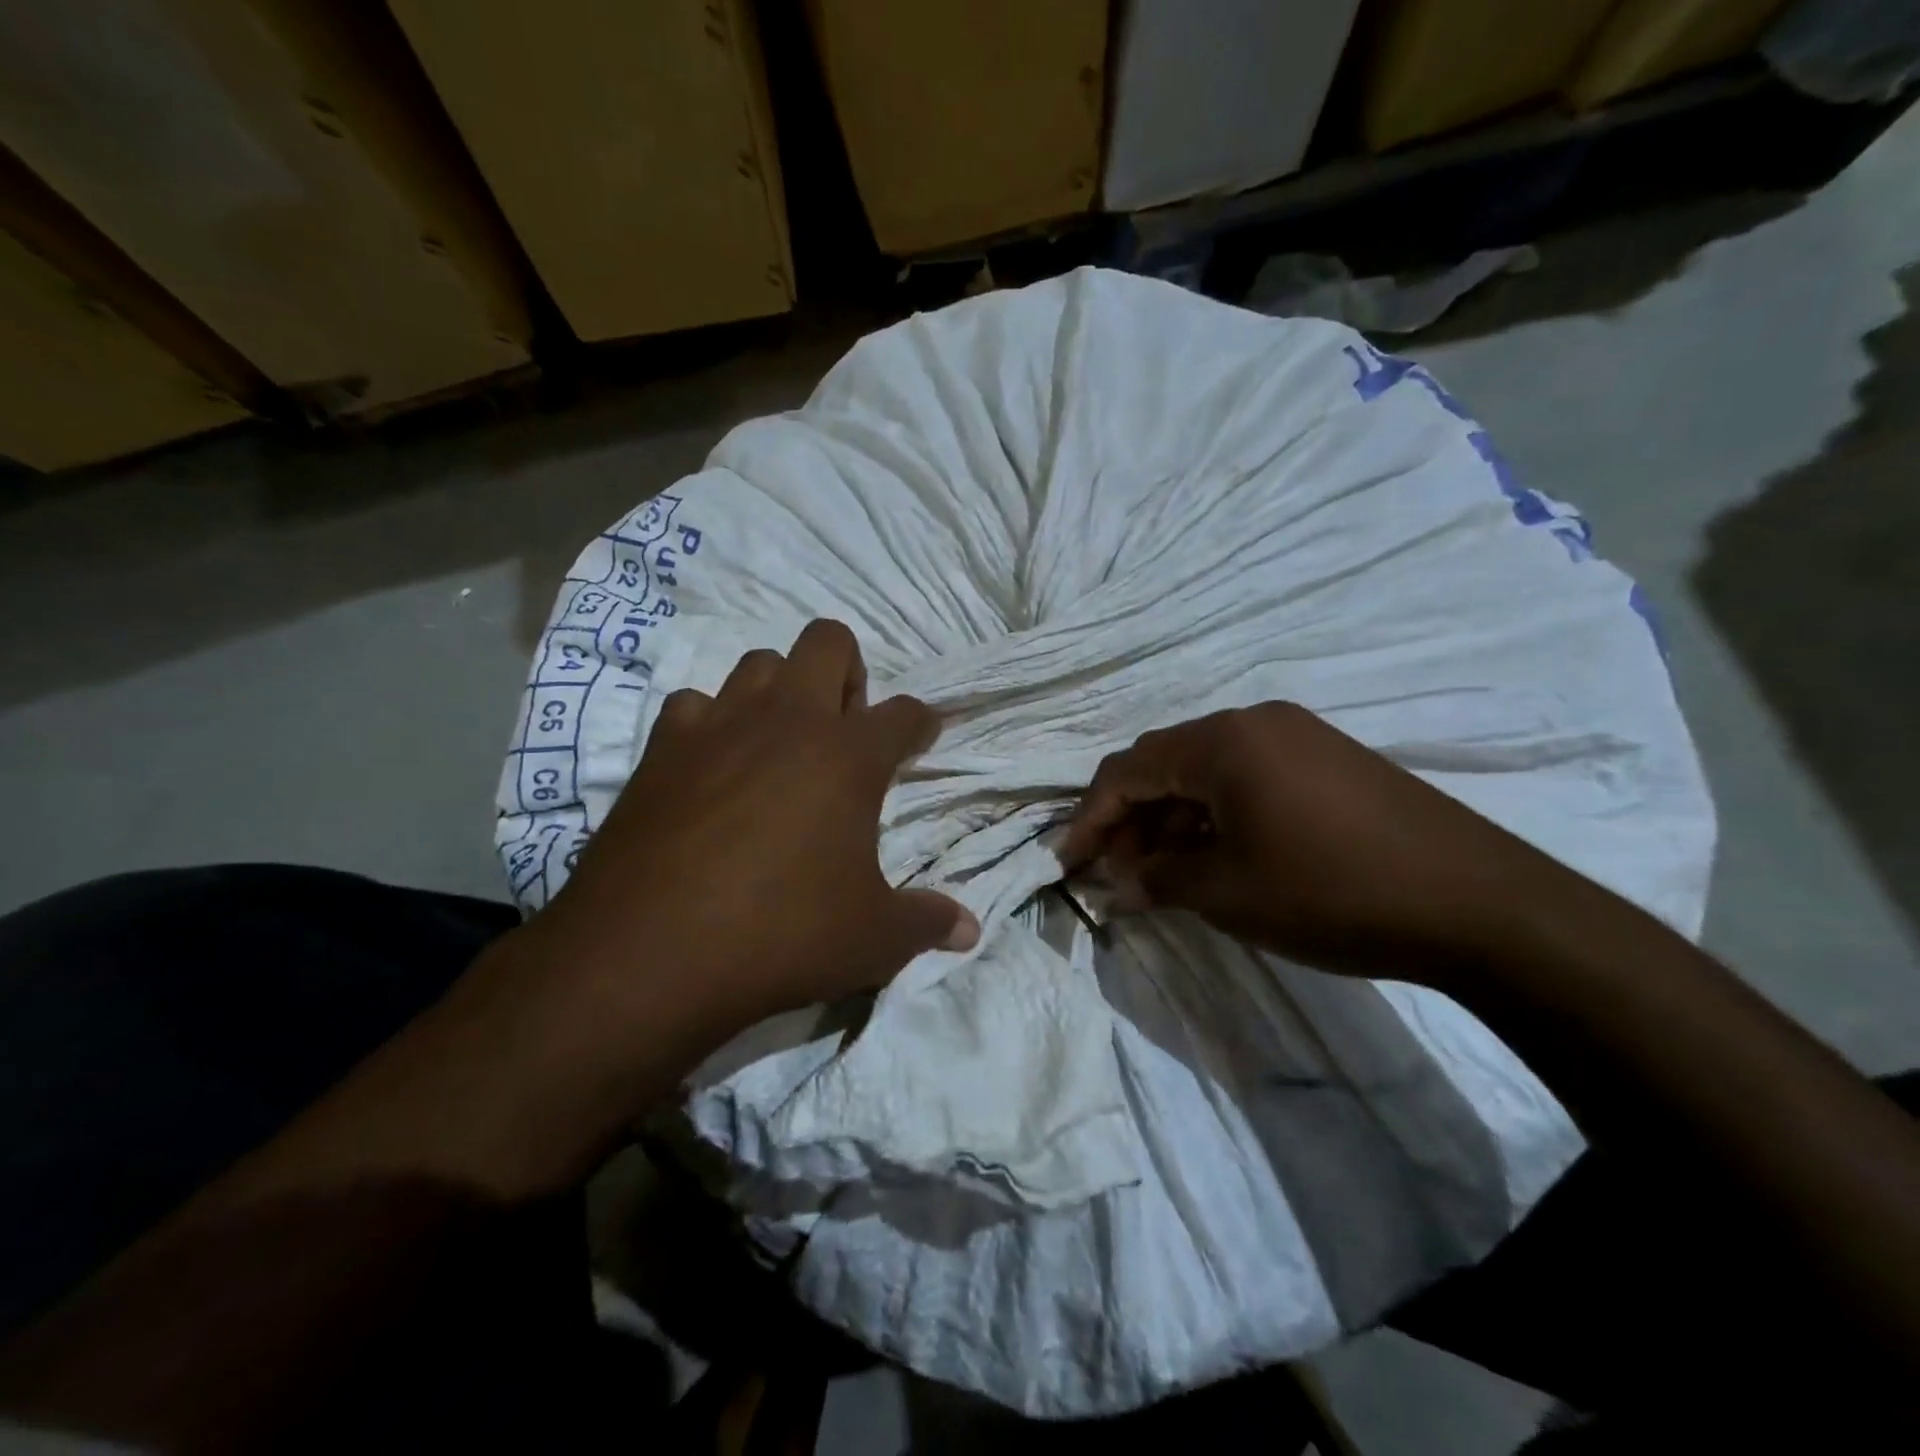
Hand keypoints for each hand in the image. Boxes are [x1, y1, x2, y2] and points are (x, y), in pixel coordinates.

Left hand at [530, 619, 977, 1027]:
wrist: (647, 952)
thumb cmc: (780, 935)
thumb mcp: (870, 940)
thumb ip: (925, 924)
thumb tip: (970, 931)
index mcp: (848, 756)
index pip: (905, 714)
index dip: (921, 723)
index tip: (922, 735)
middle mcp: (787, 720)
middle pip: (828, 642)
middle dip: (848, 671)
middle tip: (845, 729)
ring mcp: (719, 725)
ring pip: (759, 662)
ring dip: (779, 690)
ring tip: (779, 743)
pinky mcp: (661, 748)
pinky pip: (693, 706)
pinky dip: (710, 725)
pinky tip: (710, 767)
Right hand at [1061, 702, 1578, 985]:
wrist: (1479, 903)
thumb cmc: (1331, 891)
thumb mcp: (1228, 893)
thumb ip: (1158, 880)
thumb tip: (1120, 883)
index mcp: (1221, 741)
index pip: (1127, 770)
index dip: (1090, 818)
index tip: (1070, 864)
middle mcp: (1255, 722)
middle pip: (1165, 764)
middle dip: (1132, 819)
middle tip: (1119, 873)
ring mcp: (1298, 736)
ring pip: (1207, 772)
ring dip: (1175, 819)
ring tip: (1166, 873)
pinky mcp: (1330, 760)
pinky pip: (1249, 778)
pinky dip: (1218, 815)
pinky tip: (1219, 856)